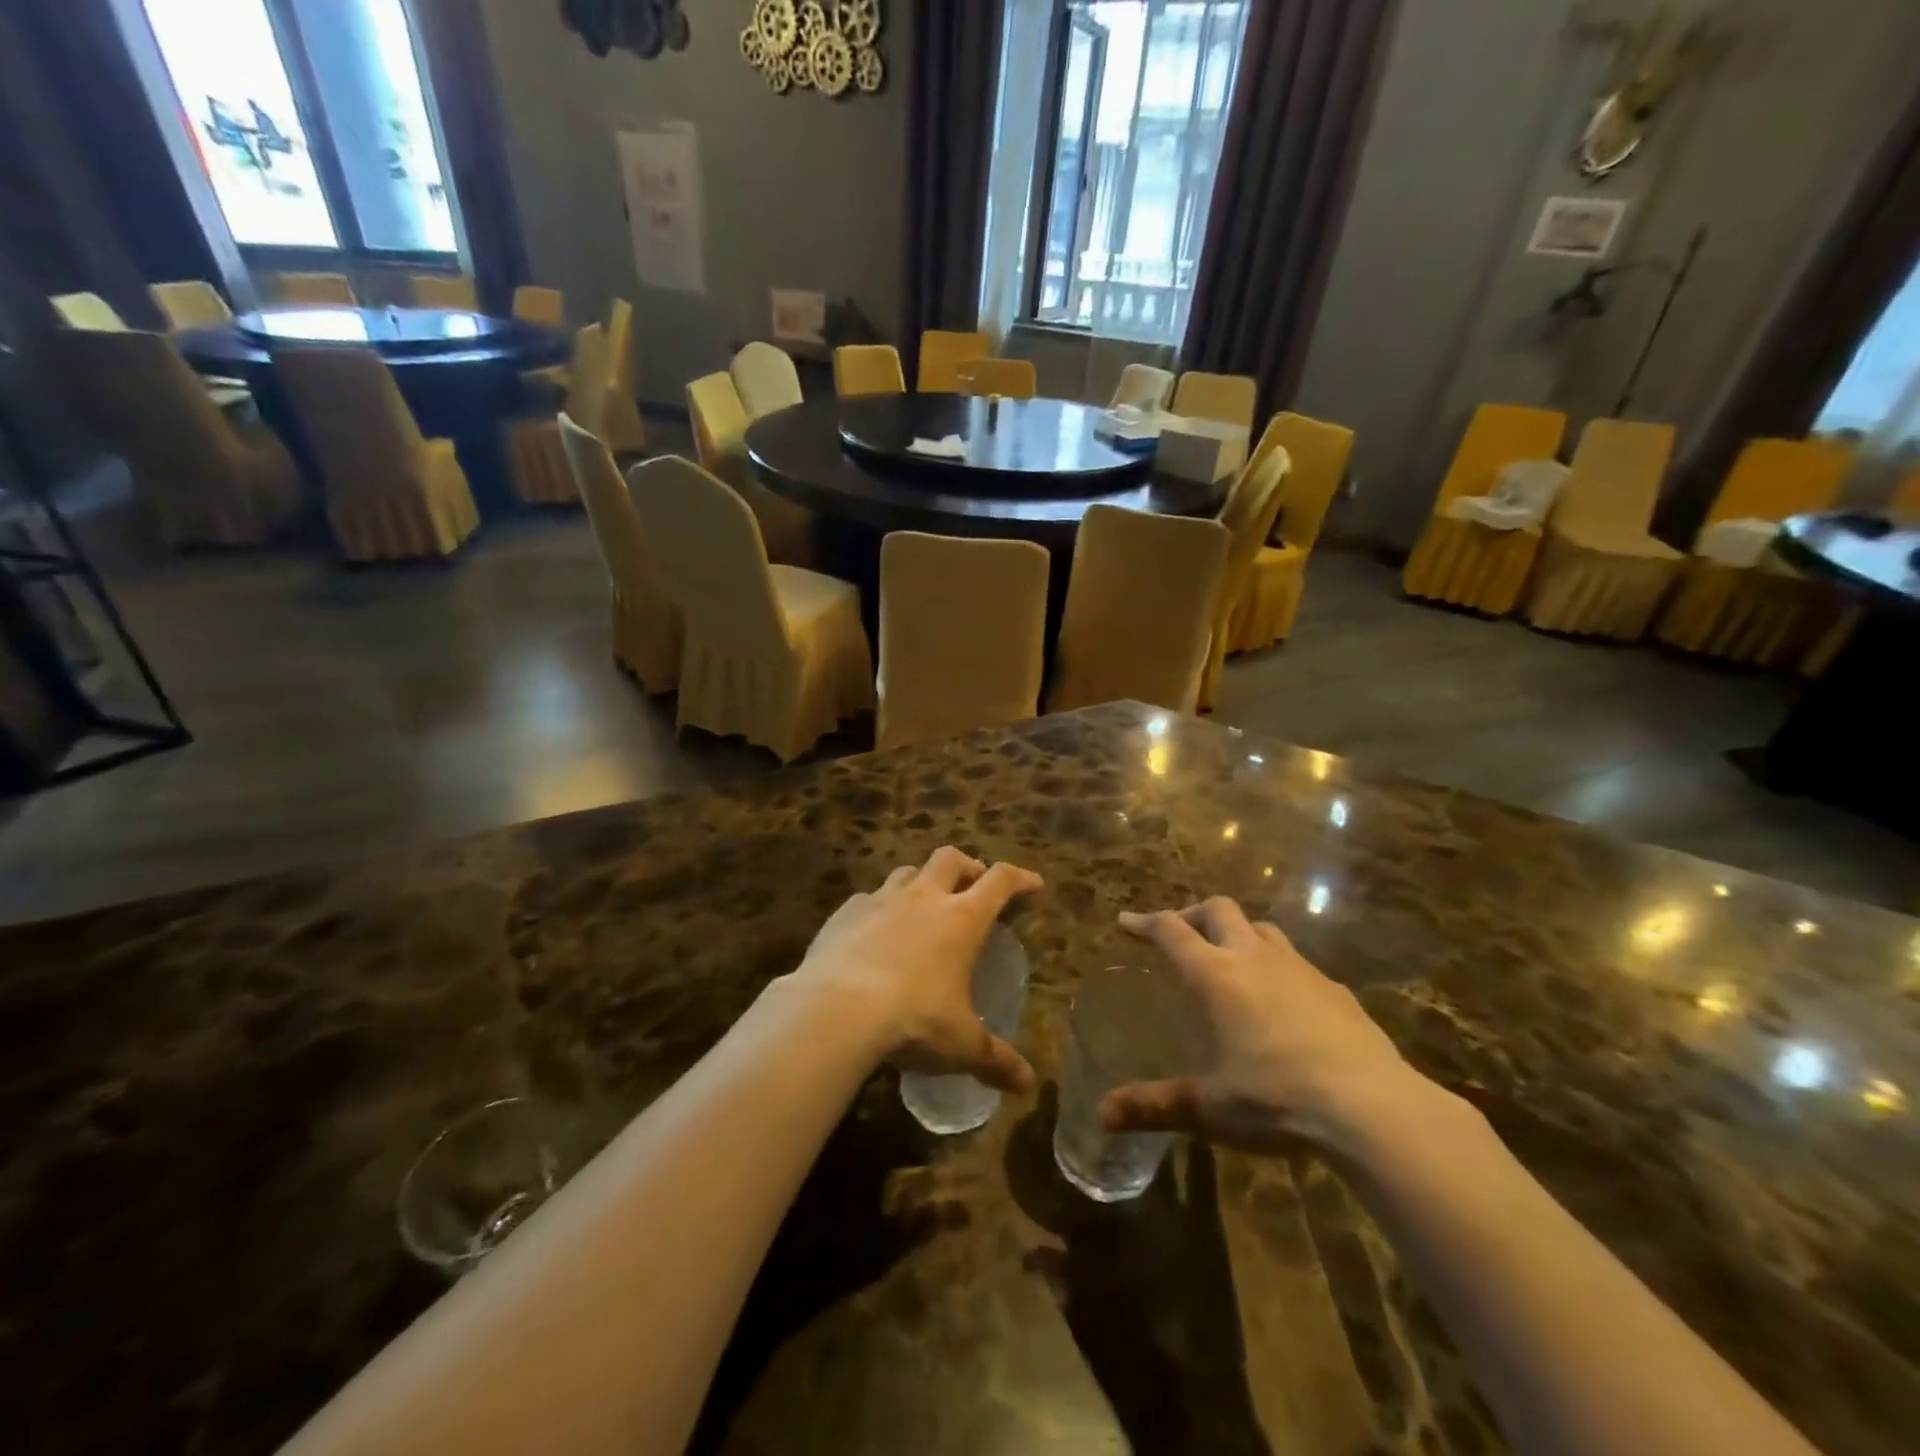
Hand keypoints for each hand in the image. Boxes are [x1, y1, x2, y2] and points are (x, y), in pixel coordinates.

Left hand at [790, 846, 1042, 1093]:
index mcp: (962, 918)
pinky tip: (874, 931)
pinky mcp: (845, 912)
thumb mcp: (961, 1045)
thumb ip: (995, 1060)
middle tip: (973, 886)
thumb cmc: (913, 1020)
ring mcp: (881, 899)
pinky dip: (879, 907)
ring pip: (908, 871)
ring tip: (923, 906)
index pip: (999, 881)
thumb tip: (1027, 1084)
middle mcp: (924, 897)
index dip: (1019, 878)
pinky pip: (868, 898)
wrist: (835, 1009)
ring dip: (922, 882)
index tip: (1032, 885)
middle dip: (968, 866)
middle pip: (951, 859)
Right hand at [1101, 898, 1442, 1157]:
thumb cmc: (1277, 1100)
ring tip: (1230, 961)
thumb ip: (1155, 1106)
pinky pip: (1298, 964)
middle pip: (1218, 909)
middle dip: (1192, 914)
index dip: (1145, 922)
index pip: (1171, 930)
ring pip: (1262, 929)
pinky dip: (1278, 969)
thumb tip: (1103, 1116)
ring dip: (1239, 934)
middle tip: (1179, 935)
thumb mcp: (1209, 1108)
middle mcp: (1255, 958)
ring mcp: (1301, 969)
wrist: (1374, 1108)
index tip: (1126, 921)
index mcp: (1216, 976)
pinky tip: (1284, 1005)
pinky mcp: (1337, 990)